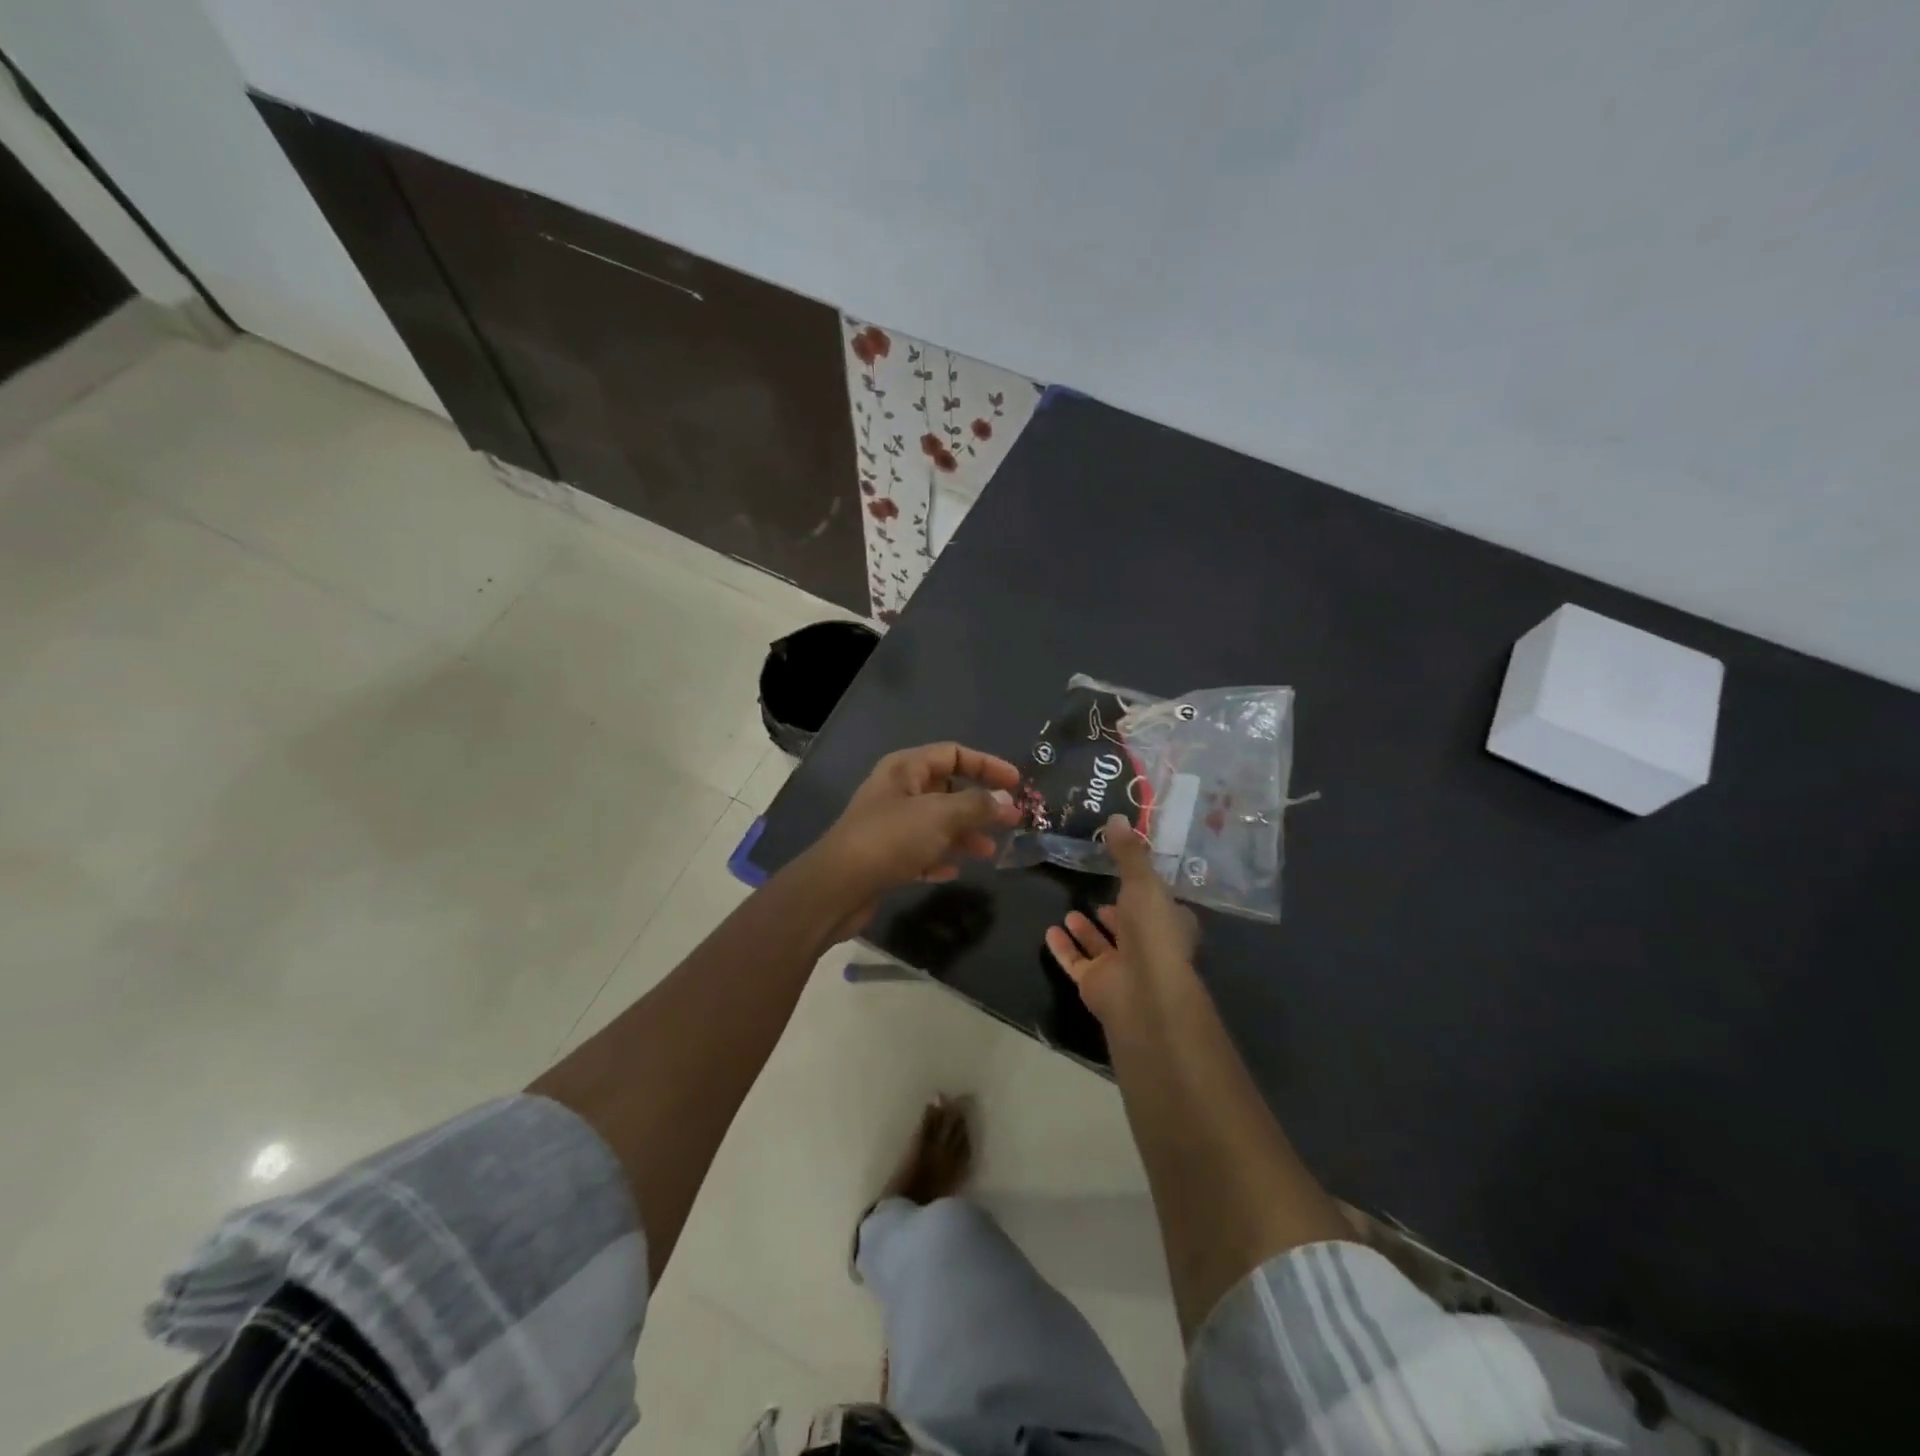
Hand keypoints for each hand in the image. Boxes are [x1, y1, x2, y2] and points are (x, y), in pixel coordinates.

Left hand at [809, 742, 1022, 935]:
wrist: (837, 887)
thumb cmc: (891, 839)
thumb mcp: (940, 816)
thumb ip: (977, 805)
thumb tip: (1006, 801)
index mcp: (905, 768)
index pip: (953, 753)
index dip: (987, 765)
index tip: (1017, 784)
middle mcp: (897, 790)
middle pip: (947, 789)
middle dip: (979, 804)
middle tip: (1010, 821)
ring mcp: (889, 823)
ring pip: (937, 822)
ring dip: (964, 833)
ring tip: (989, 851)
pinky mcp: (884, 855)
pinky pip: (921, 849)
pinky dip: (939, 856)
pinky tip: (953, 871)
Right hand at [1046, 815, 1199, 1021]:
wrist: (1143, 992)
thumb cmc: (1152, 932)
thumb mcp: (1143, 882)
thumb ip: (1128, 853)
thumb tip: (1117, 817)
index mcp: (1169, 923)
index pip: (1160, 904)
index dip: (1146, 890)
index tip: (1127, 874)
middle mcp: (1149, 946)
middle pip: (1130, 926)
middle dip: (1115, 912)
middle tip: (1095, 892)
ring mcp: (1123, 968)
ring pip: (1102, 946)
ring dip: (1087, 930)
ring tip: (1069, 911)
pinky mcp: (1097, 985)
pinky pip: (1077, 963)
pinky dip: (1064, 948)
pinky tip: (1050, 932)